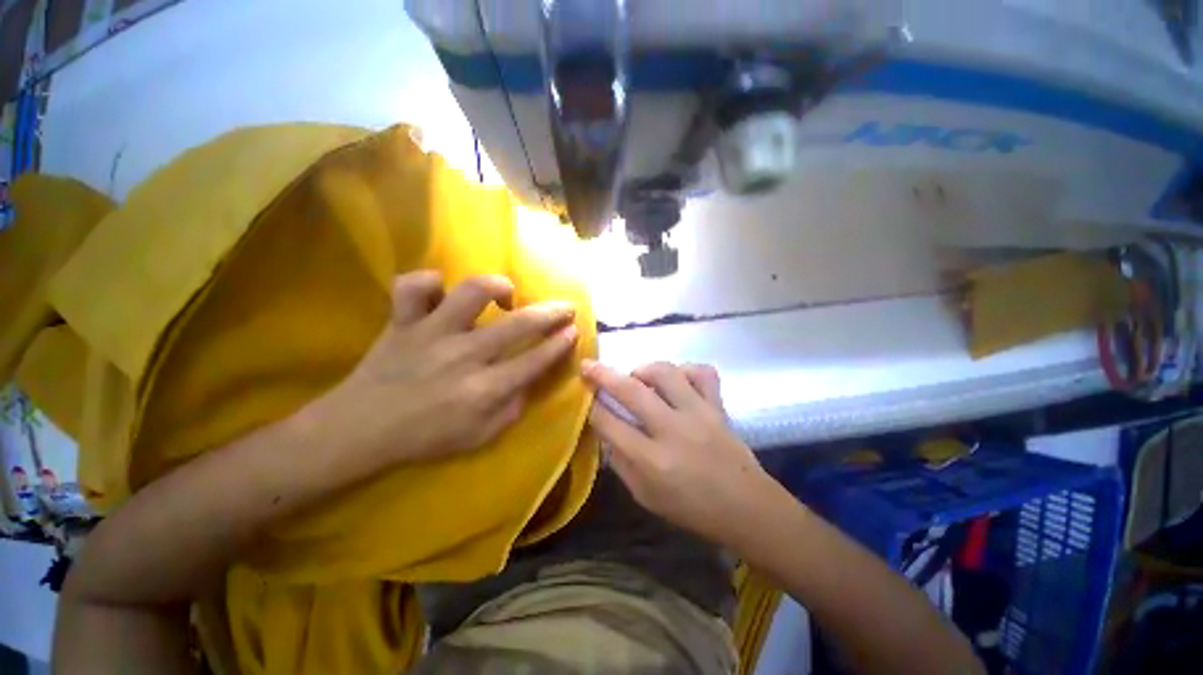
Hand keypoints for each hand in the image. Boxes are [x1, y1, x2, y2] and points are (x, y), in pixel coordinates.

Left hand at [317, 271, 578, 463]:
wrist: (359, 431)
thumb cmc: (425, 437)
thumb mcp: (480, 436)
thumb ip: (512, 407)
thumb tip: (529, 378)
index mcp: (483, 389)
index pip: (535, 360)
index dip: (560, 344)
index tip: (574, 331)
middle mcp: (463, 355)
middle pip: (520, 324)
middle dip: (552, 312)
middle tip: (566, 307)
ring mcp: (431, 333)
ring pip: (471, 292)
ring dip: (498, 287)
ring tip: (506, 295)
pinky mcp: (402, 321)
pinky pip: (413, 286)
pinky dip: (430, 282)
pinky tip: (442, 293)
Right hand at [581, 360, 773, 545]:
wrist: (746, 508)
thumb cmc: (692, 509)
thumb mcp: (646, 497)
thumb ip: (621, 463)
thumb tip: (605, 432)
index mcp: (651, 460)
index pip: (610, 423)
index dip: (591, 407)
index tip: (583, 395)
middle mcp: (673, 430)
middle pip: (632, 391)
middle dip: (603, 375)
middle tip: (588, 365)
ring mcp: (698, 413)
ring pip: (666, 373)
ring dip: (644, 369)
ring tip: (637, 377)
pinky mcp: (718, 406)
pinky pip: (702, 373)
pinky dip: (685, 370)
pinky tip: (676, 379)